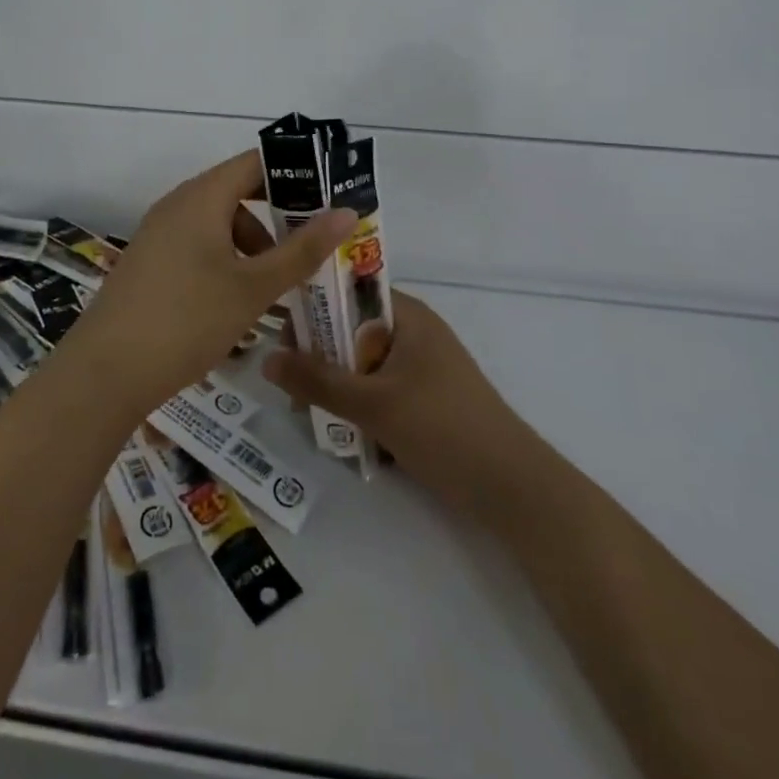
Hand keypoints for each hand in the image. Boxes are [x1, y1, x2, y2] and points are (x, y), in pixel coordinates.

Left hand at [65, 150, 355, 415]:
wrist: (105, 372)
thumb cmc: (187, 320)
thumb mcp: (253, 287)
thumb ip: (301, 250)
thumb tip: (346, 212)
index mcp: (201, 197)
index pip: (254, 163)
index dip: (294, 174)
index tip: (329, 198)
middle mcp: (177, 205)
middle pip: (237, 193)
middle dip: (277, 217)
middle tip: (311, 247)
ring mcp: (158, 234)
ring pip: (217, 224)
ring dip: (252, 245)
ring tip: (276, 285)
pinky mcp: (149, 262)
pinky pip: (197, 246)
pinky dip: (226, 261)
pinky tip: (238, 301)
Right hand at [264, 290, 540, 523]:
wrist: (512, 487)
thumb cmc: (443, 429)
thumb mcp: (372, 404)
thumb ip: (317, 381)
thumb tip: (265, 359)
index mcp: (407, 314)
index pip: (349, 290)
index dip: (313, 305)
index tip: (282, 334)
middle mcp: (414, 330)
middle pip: (351, 327)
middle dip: (318, 352)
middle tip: (291, 383)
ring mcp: (422, 364)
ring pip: (362, 360)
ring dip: (335, 380)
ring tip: (308, 409)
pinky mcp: (426, 396)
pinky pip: (379, 385)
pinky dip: (357, 399)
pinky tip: (339, 427)